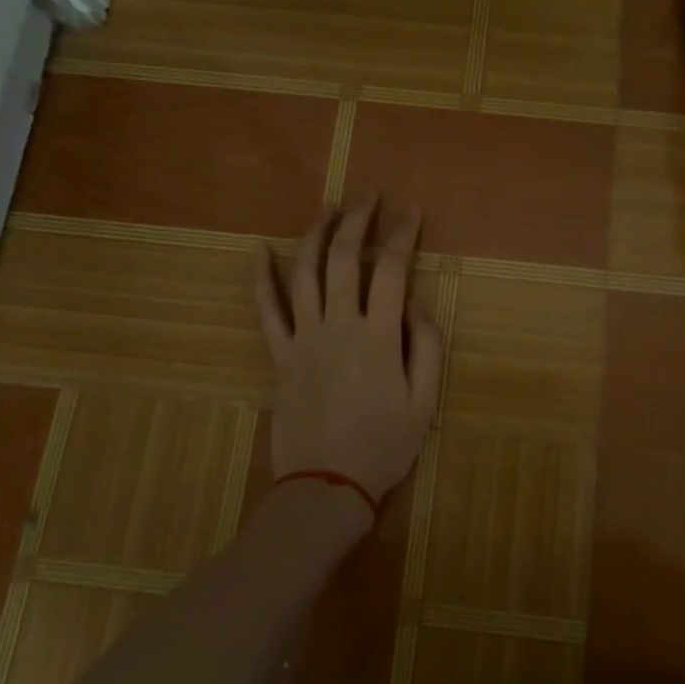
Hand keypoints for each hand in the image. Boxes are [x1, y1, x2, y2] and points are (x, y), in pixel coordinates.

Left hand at [253, 195, 443, 506]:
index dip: (402, 235)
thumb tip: (412, 304)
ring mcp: (304, 338)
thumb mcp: (425, 401)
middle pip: (344, 259)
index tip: (410, 211)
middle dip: (358, 220)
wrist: (326, 486)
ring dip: (315, 235)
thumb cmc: (383, 445)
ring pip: (304, 273)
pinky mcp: (280, 356)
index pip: (391, 271)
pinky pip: (267, 311)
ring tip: (327, 207)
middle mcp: (338, 326)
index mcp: (378, 336)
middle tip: (369, 196)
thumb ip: (426, 346)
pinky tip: (258, 251)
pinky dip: (261, 279)